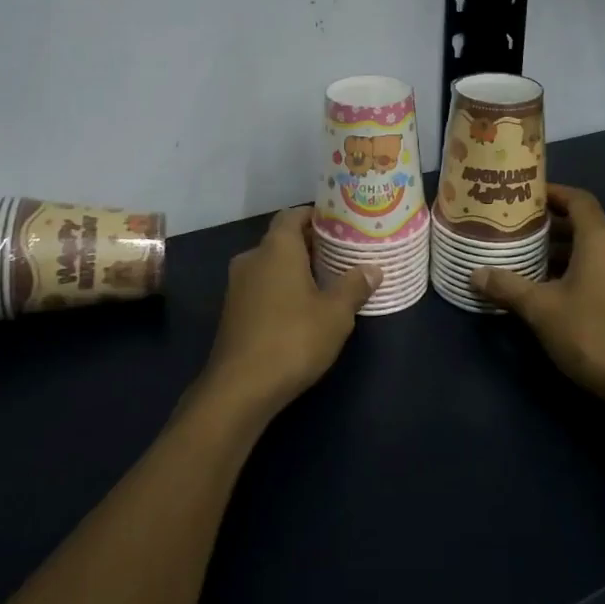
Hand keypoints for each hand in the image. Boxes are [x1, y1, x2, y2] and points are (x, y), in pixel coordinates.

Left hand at [198, 208, 379, 420]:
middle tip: (341, 254)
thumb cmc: (293, 340)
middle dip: (310, 244)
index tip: (340, 225)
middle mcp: (252, 258)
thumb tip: (372, 269)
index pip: (293, 215)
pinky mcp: (232, 311)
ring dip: (295, 268)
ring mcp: (237, 286)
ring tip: (326, 281)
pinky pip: (261, 286)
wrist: (239, 388)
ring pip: (270, 265)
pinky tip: (301, 307)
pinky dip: (280, 288)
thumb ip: (354, 286)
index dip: (316, 216)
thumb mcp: (335, 314)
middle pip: (282, 239)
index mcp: (276, 248)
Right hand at [471, 185, 604, 405]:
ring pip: (596, 251)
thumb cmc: (592, 333)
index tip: (526, 197)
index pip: (578, 200)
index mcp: (602, 240)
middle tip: (518, 232)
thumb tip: (475, 274)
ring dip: (565, 252)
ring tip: (530, 263)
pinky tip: (556, 292)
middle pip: (586, 225)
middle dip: (552, 227)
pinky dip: (581, 271)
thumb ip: (507, 287)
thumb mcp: (541, 309)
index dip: (553, 193)